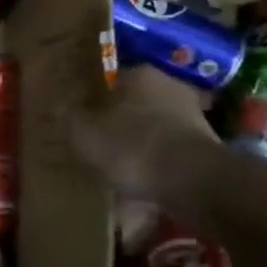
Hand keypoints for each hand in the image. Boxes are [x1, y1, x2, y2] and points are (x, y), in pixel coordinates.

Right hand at [68, 65, 219, 198]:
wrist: (193, 181)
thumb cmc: (131, 146)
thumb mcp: (82, 132)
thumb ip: (68, 116)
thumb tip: (58, 106)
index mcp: (139, 74)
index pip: (110, 80)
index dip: (93, 101)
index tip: (82, 121)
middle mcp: (170, 87)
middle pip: (134, 106)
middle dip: (118, 125)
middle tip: (98, 148)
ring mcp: (194, 118)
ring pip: (153, 132)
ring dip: (139, 150)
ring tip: (119, 176)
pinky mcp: (207, 148)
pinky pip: (169, 157)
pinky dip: (156, 170)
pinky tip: (141, 192)